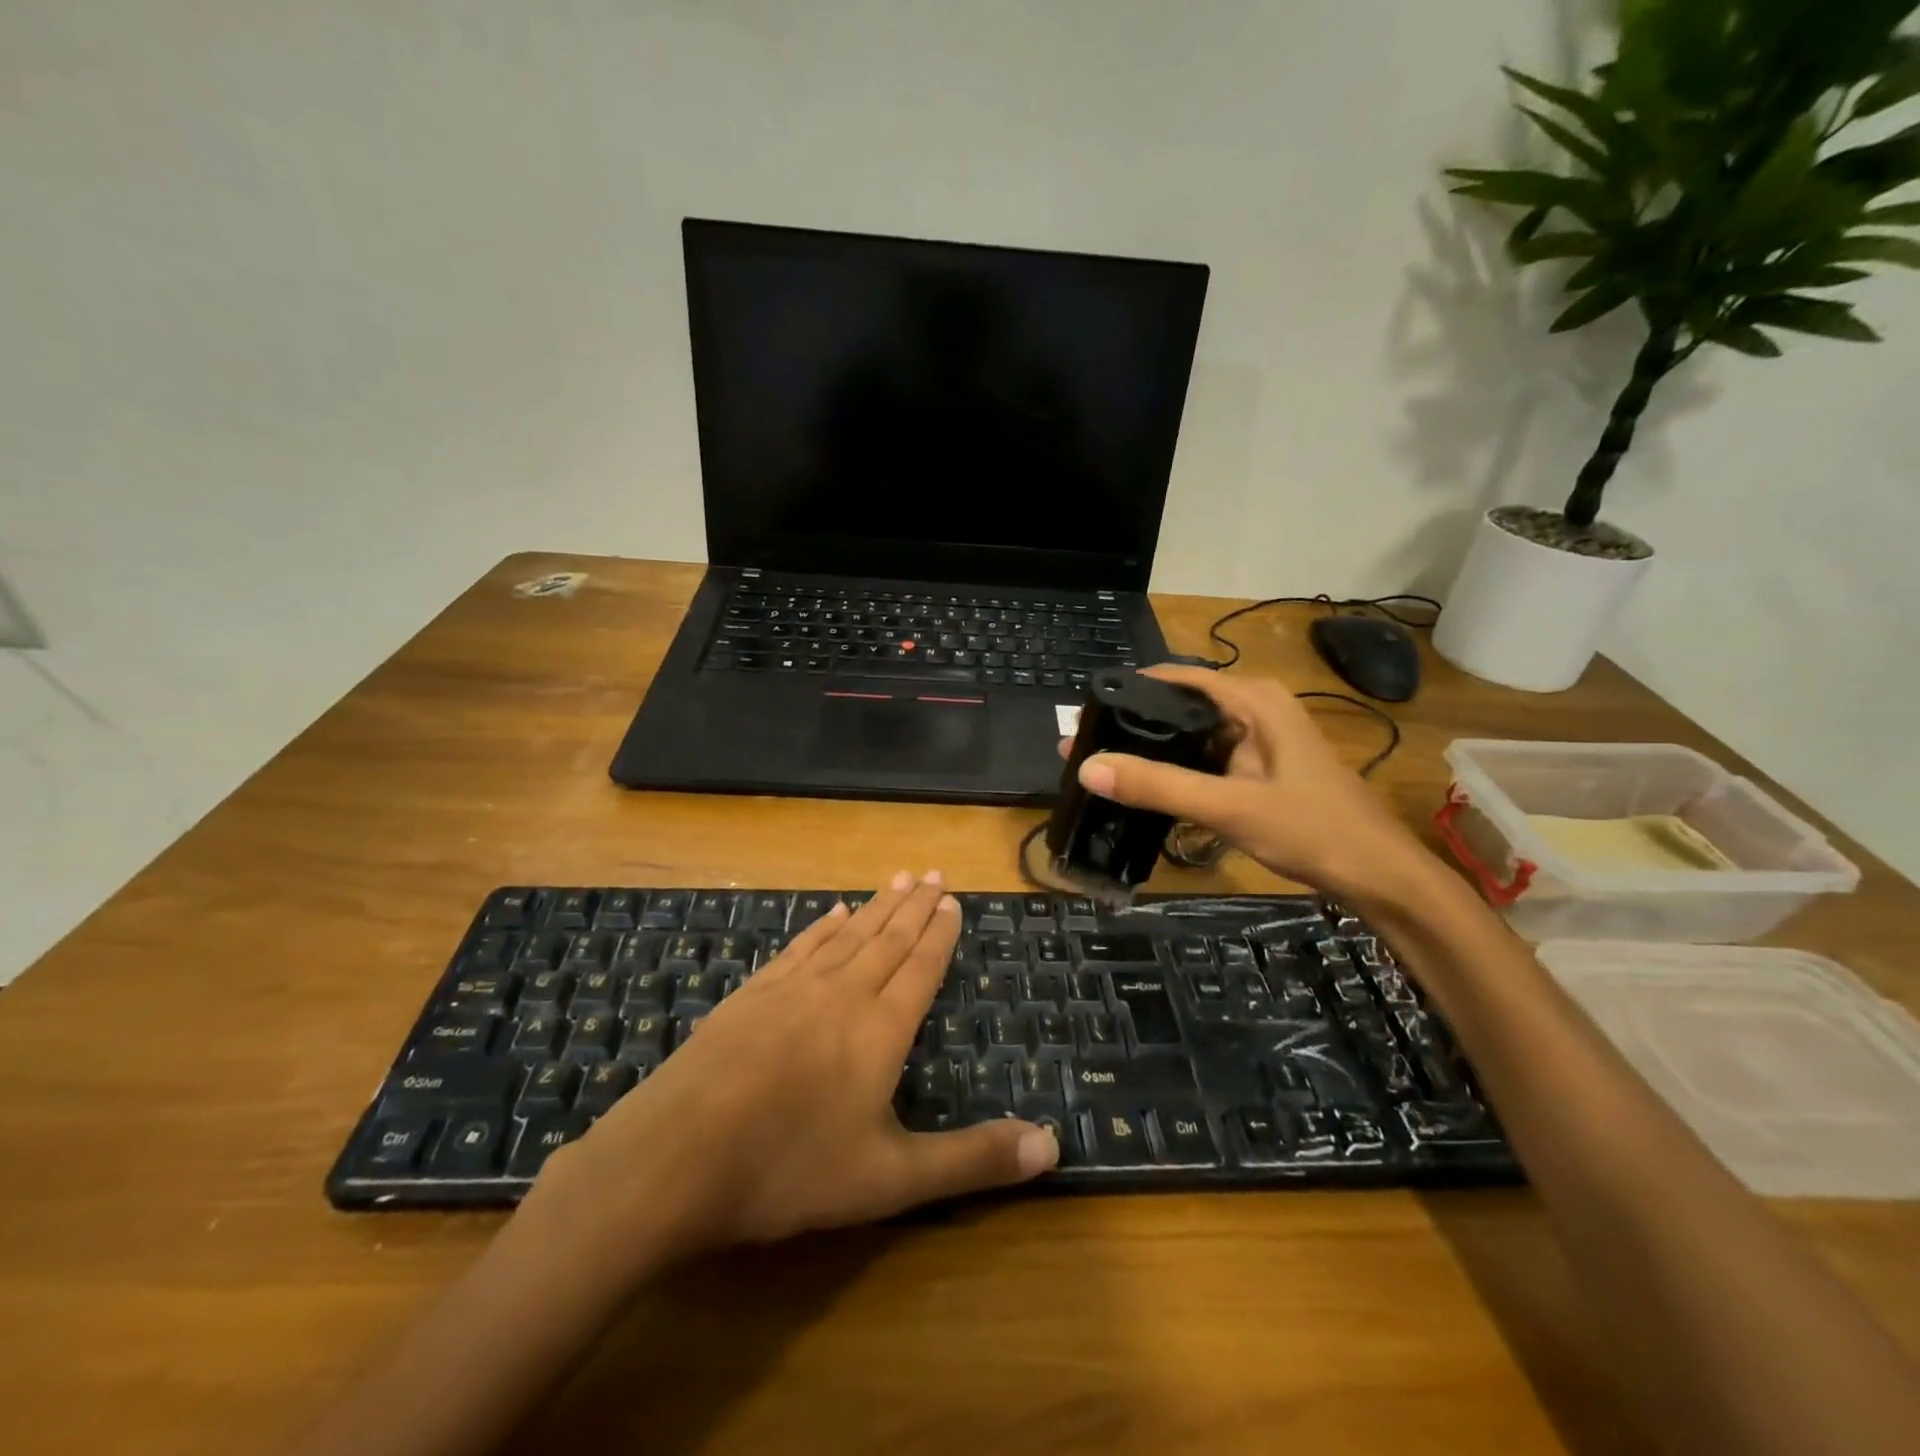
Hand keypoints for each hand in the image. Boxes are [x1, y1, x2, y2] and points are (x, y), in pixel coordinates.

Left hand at [530, 873, 1057, 1259]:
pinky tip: (830, 913)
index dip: (940, 934)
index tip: (953, 899)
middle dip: (914, 907)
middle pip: (888, 939)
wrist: (675, 1158)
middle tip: (932, 872)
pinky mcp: (751, 996)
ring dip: (876, 907)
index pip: (921, 968)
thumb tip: (1053, 1145)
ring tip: (897, 879)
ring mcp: (792, 989)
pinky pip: (800, 948)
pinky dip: (822, 927)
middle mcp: (842, 994)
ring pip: (847, 936)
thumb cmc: (790, 1169)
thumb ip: (972, 1161)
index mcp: (880, 1029)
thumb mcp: (891, 1180)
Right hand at [1061, 664, 1426, 896]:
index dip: (1130, 690)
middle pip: (1181, 707)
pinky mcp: (1258, 770)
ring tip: (1103, 767)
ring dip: (1153, 752)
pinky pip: (1206, 762)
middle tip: (1084, 747)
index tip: (1086, 713)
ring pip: (1192, 737)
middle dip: (1134, 725)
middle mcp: (1254, 711)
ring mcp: (1258, 742)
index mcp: (1253, 701)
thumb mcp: (1229, 806)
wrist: (1378, 875)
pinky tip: (1147, 791)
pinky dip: (1177, 772)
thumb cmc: (1312, 829)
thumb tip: (1087, 766)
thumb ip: (1159, 786)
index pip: (1177, 678)